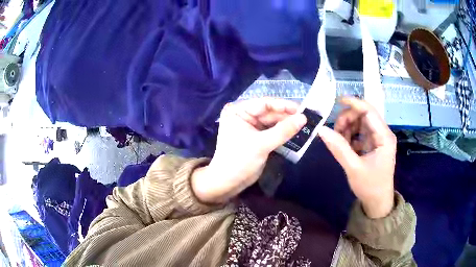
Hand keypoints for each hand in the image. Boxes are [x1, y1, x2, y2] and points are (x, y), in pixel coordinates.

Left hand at [192, 98, 306, 203]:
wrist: (228, 182)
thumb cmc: (240, 160)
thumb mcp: (262, 144)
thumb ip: (283, 130)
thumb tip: (304, 118)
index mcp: (239, 111)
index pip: (264, 103)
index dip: (284, 106)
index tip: (303, 109)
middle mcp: (244, 115)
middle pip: (270, 112)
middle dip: (287, 116)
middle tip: (307, 118)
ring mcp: (251, 126)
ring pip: (272, 121)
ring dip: (287, 124)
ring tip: (305, 124)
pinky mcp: (256, 137)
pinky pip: (272, 130)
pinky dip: (283, 132)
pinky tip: (296, 131)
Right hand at [319, 97, 396, 218]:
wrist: (377, 203)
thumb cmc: (370, 186)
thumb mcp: (353, 168)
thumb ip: (338, 148)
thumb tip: (320, 129)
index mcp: (384, 136)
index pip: (369, 111)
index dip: (353, 103)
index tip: (336, 101)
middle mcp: (383, 133)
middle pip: (364, 115)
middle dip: (348, 119)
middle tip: (334, 131)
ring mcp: (378, 139)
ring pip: (360, 123)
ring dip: (347, 128)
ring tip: (338, 140)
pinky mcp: (373, 145)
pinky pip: (359, 133)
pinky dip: (350, 136)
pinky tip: (344, 145)